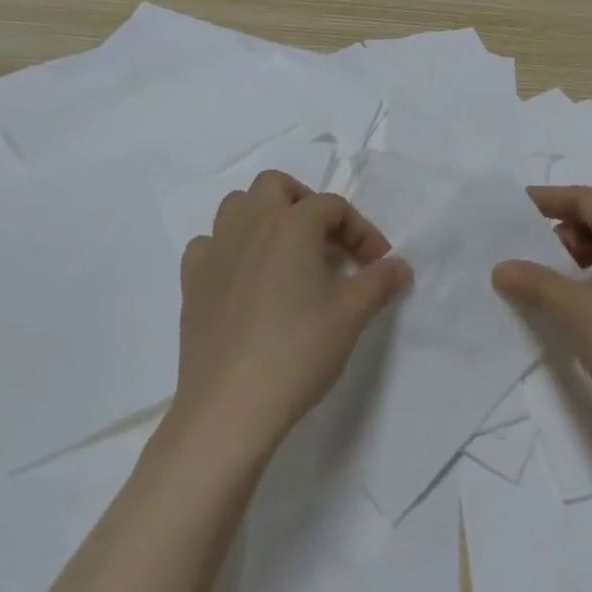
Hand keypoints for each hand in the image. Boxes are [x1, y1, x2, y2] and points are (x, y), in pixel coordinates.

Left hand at [173, 170, 410, 455]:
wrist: (230, 405)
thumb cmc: (298, 351)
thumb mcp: (351, 315)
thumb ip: (379, 282)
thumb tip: (400, 266)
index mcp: (291, 223)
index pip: (333, 206)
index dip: (362, 231)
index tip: (377, 265)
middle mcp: (250, 223)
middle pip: (277, 186)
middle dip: (306, 204)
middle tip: (326, 242)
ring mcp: (215, 249)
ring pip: (238, 206)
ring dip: (264, 217)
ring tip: (285, 253)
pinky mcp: (191, 280)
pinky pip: (209, 244)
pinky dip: (229, 249)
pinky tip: (243, 278)